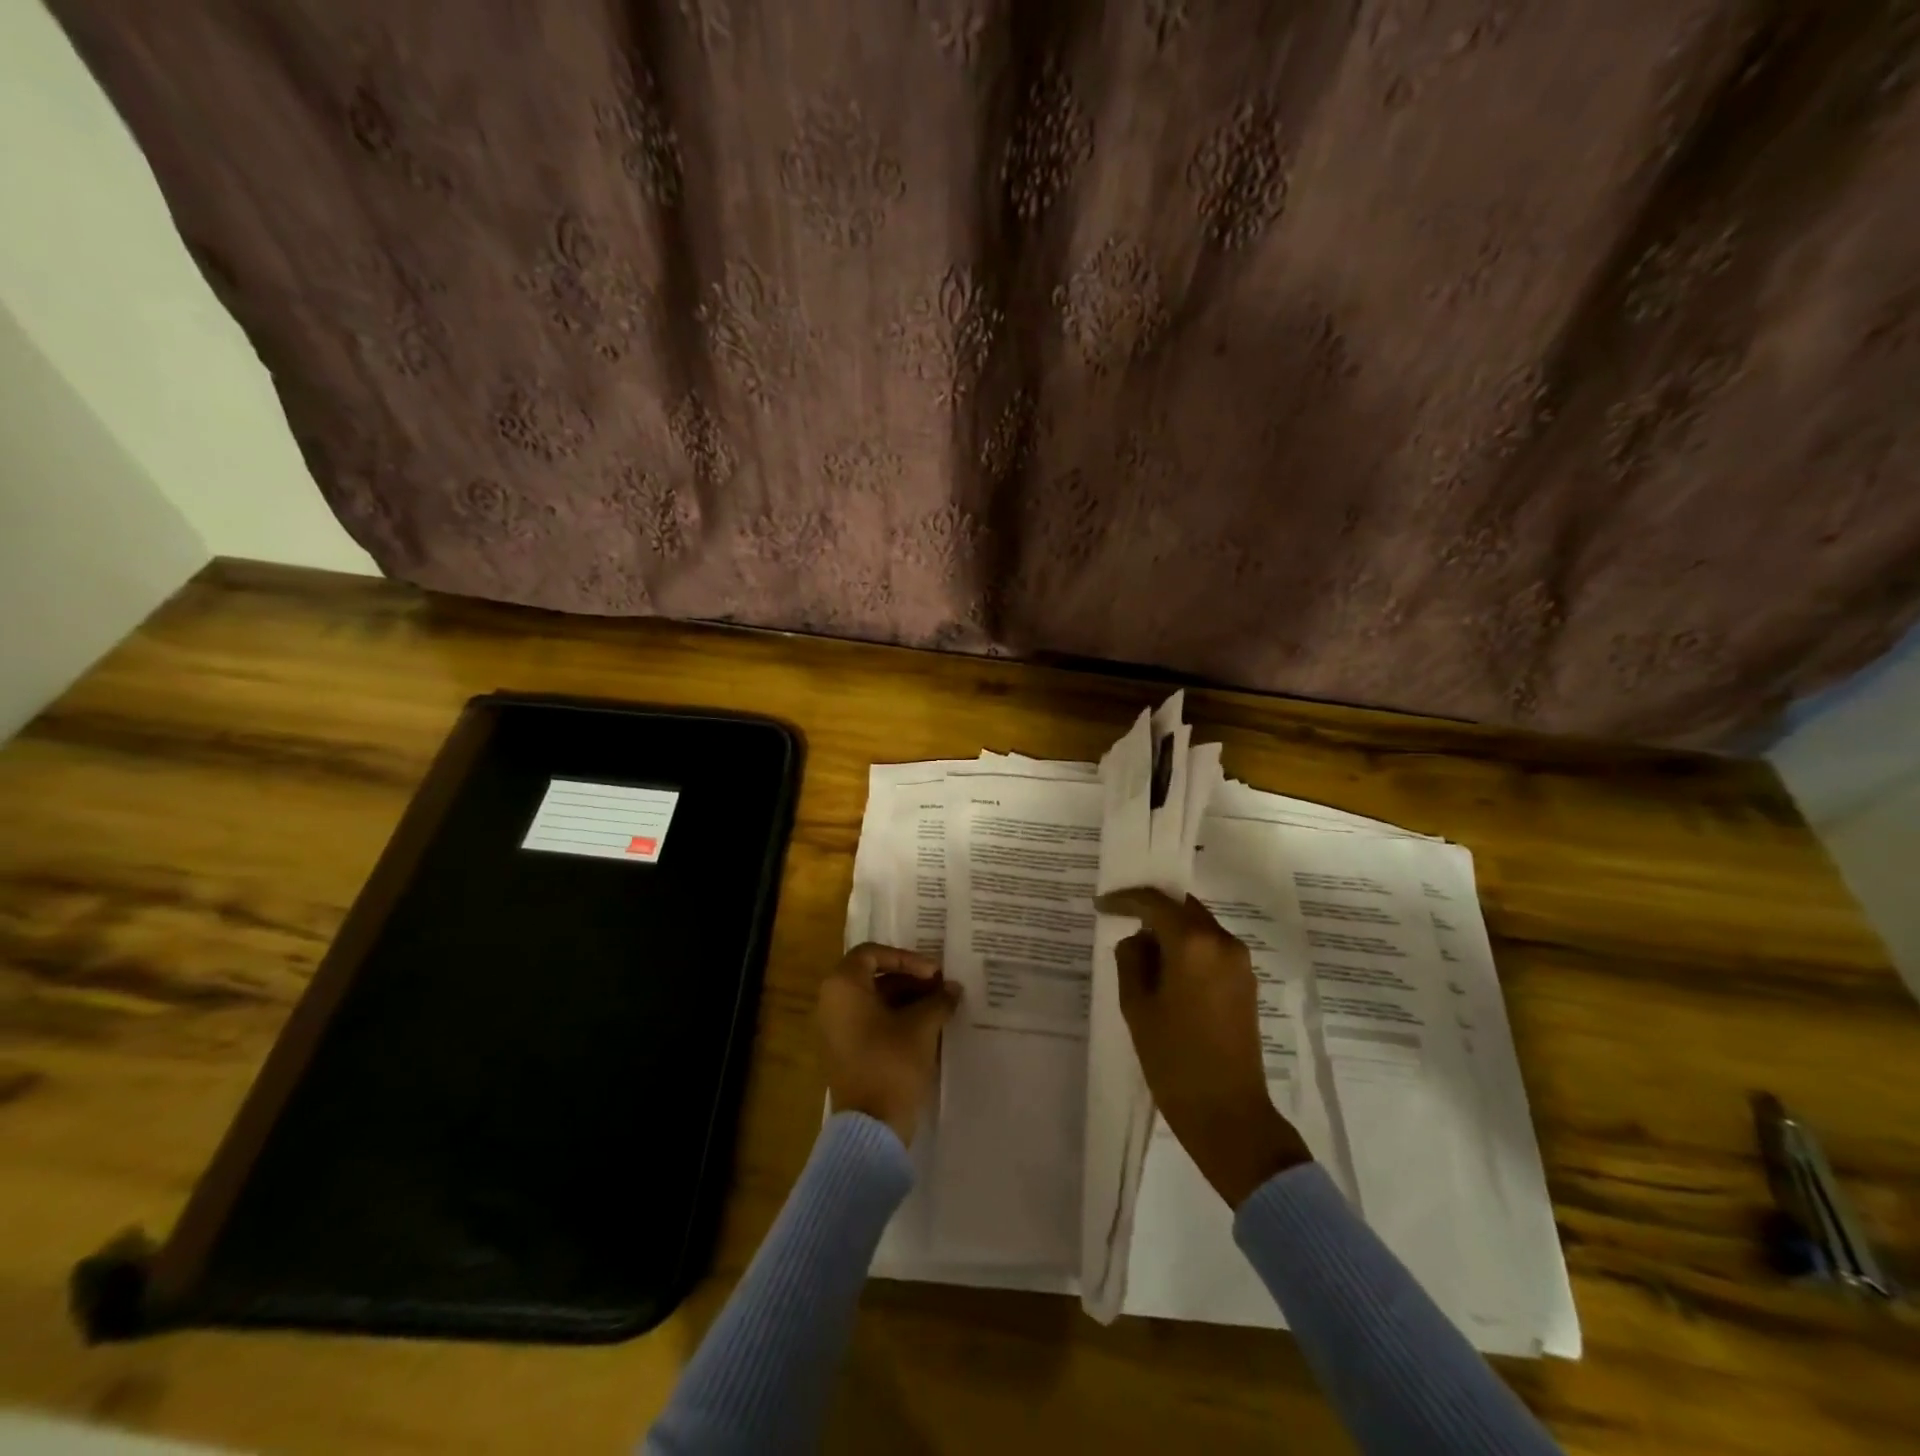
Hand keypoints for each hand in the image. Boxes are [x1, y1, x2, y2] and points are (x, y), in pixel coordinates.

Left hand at [817, 944, 960, 1144]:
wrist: (871, 1127)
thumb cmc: (892, 1063)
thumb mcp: (921, 1026)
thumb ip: (939, 1000)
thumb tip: (953, 988)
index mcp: (842, 987)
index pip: (872, 953)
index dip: (906, 958)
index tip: (933, 973)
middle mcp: (832, 1002)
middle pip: (874, 976)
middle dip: (911, 979)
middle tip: (942, 987)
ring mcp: (836, 1029)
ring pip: (875, 1001)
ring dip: (908, 999)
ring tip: (941, 1006)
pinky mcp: (846, 1051)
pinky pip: (872, 1022)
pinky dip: (898, 1019)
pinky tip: (929, 1027)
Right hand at [1096, 887, 1311, 1206]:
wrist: (1228, 1113)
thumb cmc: (1174, 1058)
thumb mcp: (1137, 1006)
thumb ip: (1131, 960)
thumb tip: (1138, 940)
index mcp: (1193, 943)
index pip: (1155, 902)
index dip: (1125, 899)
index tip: (1101, 904)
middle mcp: (1222, 942)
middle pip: (1183, 907)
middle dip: (1151, 908)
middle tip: (1120, 916)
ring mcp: (1239, 963)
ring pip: (1198, 926)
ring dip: (1170, 928)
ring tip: (1140, 948)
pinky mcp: (1245, 983)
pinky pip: (1211, 948)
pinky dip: (1187, 947)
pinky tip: (1166, 967)